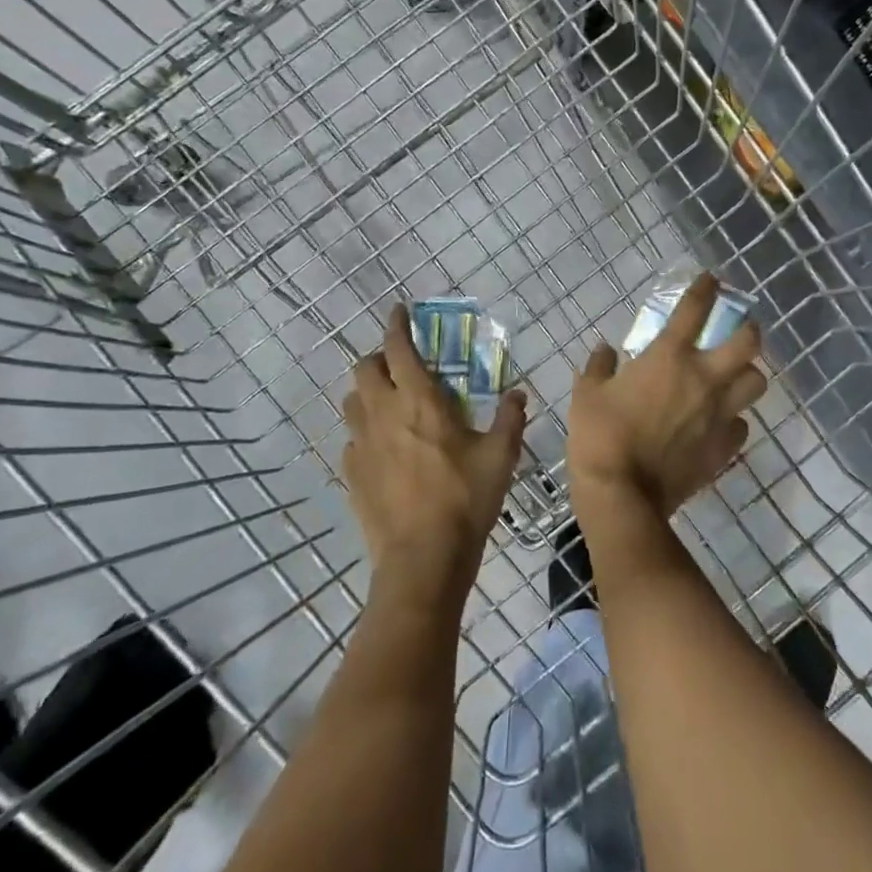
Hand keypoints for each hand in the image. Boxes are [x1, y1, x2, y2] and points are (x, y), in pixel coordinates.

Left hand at [341, 307, 526, 612]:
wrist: (422, 560)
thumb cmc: (466, 500)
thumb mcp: (501, 457)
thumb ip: (510, 419)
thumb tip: (519, 394)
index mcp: (420, 401)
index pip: (399, 349)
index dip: (397, 325)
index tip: (399, 311)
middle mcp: (384, 413)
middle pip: (364, 368)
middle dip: (379, 358)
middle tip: (401, 365)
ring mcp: (362, 444)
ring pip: (352, 401)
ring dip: (367, 392)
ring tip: (390, 402)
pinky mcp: (352, 473)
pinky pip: (352, 438)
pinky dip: (365, 431)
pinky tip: (384, 447)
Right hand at [567, 273, 767, 522]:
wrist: (623, 495)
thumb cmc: (600, 437)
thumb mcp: (587, 394)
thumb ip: (599, 366)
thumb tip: (605, 350)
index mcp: (669, 357)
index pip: (694, 309)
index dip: (705, 289)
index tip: (710, 280)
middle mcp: (703, 379)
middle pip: (748, 342)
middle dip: (749, 329)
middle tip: (739, 330)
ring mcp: (719, 414)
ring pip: (755, 383)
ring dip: (748, 375)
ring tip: (734, 377)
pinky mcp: (724, 447)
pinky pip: (741, 425)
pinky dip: (734, 420)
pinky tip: (719, 423)